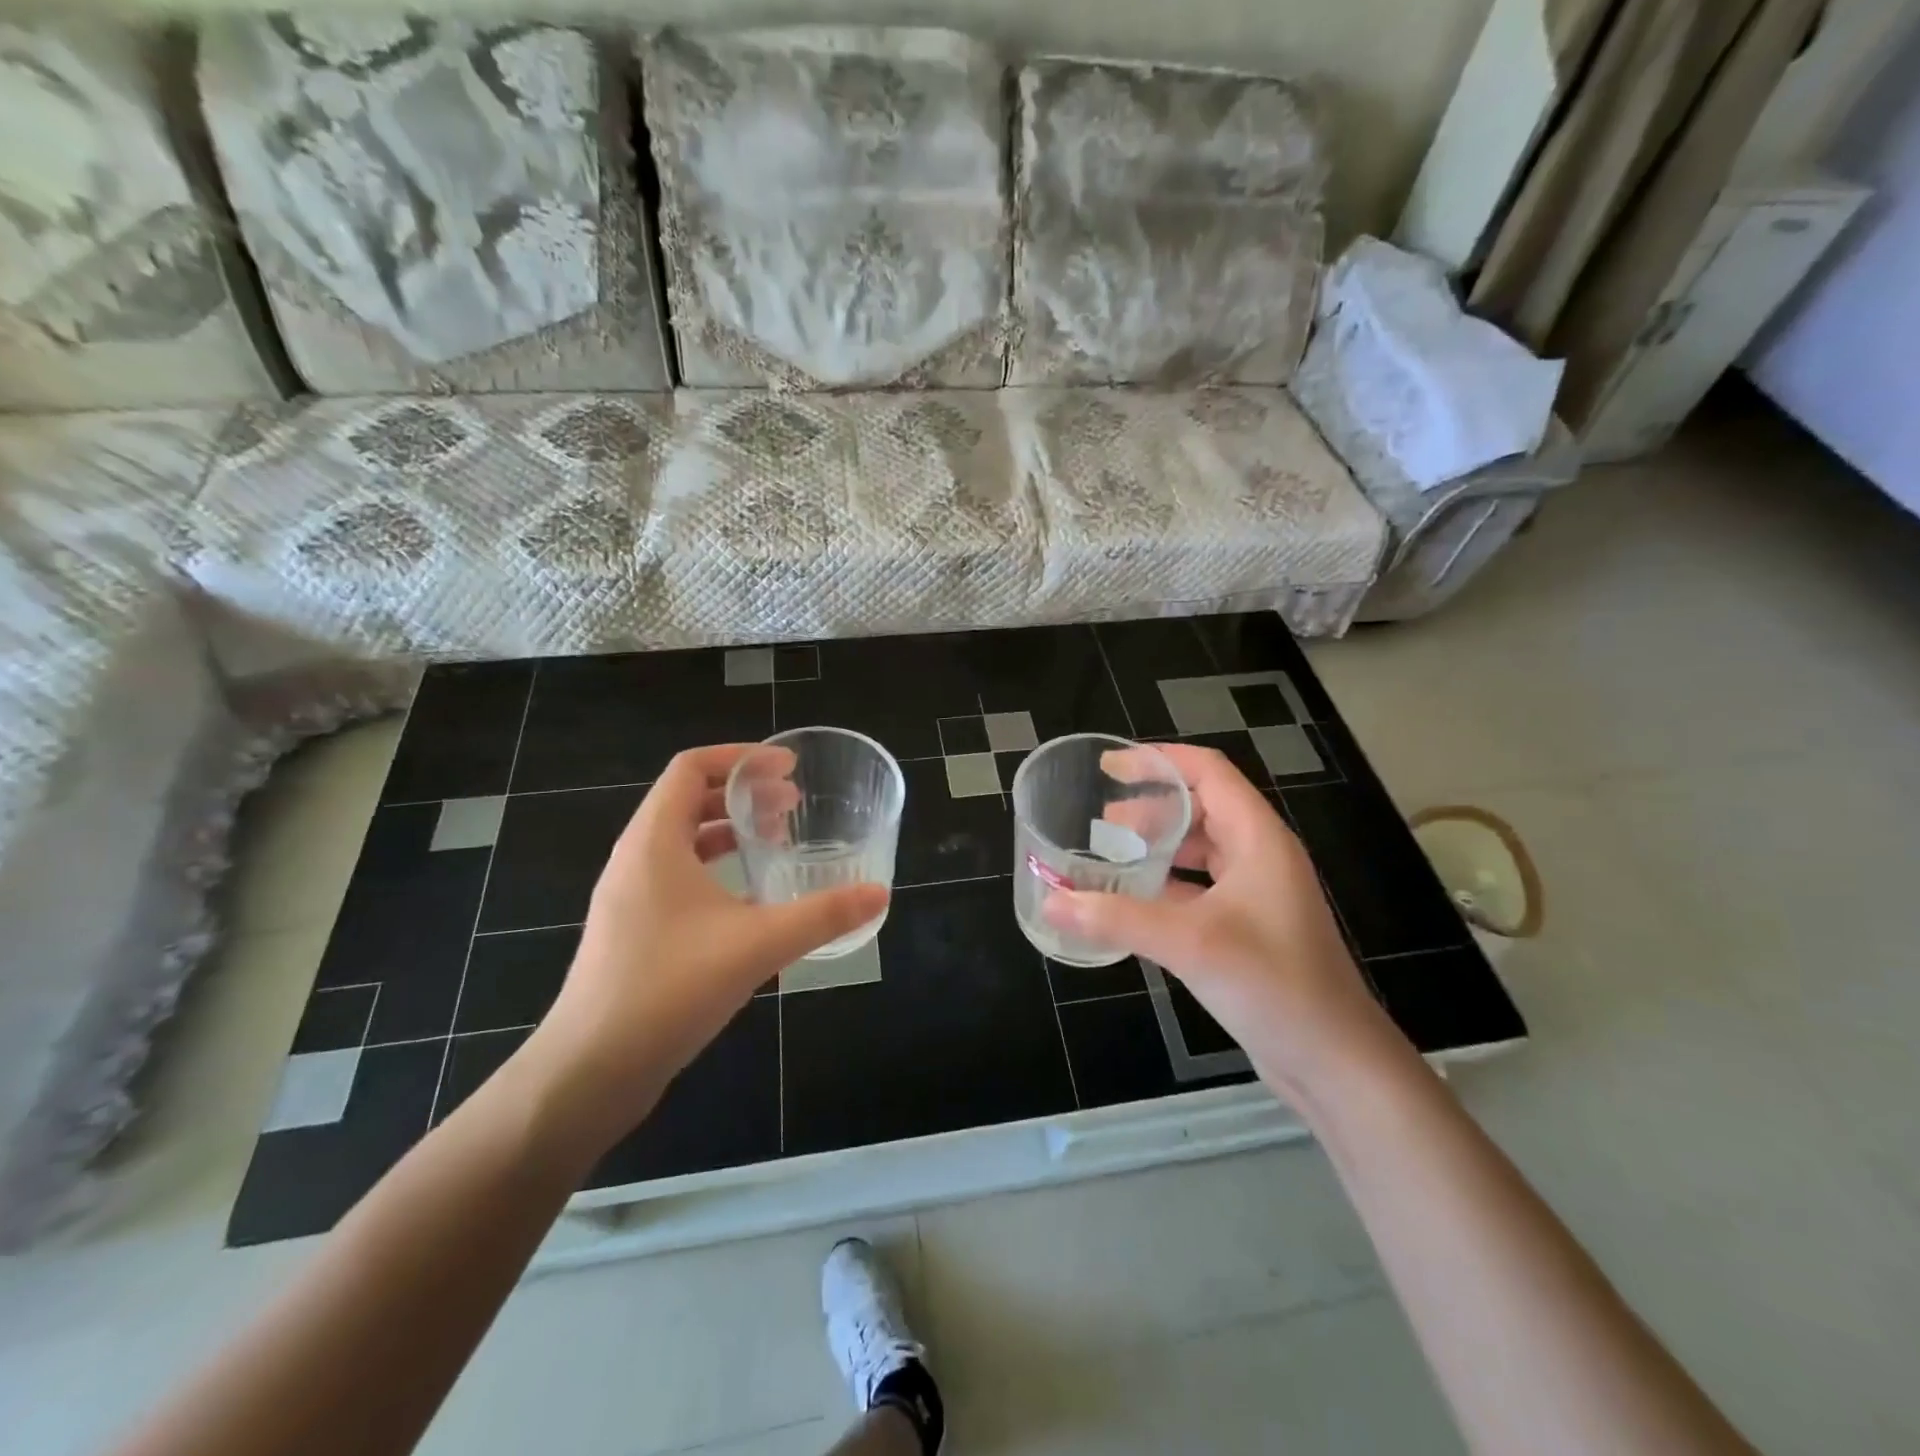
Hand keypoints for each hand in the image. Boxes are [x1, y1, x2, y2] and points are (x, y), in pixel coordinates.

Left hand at [522, 745, 887, 1145]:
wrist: (590, 1071)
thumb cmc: (669, 989)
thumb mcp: (757, 945)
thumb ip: (822, 915)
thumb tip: (878, 894)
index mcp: (654, 841)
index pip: (691, 768)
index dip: (741, 758)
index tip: (788, 768)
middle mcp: (636, 859)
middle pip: (688, 799)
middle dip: (743, 793)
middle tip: (793, 804)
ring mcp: (630, 897)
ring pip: (682, 840)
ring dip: (729, 831)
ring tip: (776, 841)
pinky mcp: (633, 930)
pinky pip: (677, 876)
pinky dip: (715, 868)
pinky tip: (750, 899)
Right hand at [1041, 743, 1399, 1096]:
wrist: (1335, 1061)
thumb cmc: (1274, 985)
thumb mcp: (1190, 943)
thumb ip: (1117, 918)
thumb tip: (1051, 901)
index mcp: (1258, 838)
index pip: (1208, 771)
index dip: (1159, 760)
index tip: (1109, 765)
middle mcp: (1260, 856)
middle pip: (1202, 806)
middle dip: (1151, 806)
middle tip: (1100, 819)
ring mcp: (1257, 893)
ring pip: (1201, 849)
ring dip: (1158, 845)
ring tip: (1111, 852)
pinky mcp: (1248, 927)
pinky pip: (1200, 886)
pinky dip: (1166, 883)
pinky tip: (1133, 899)